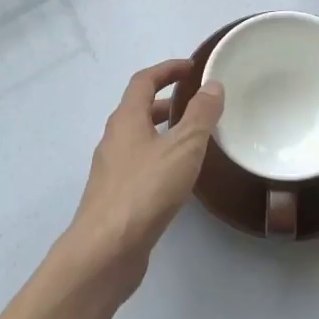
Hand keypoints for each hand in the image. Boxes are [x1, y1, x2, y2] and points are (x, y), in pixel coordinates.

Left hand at [66, 59, 222, 288]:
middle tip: (197, 103)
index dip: (168, 70)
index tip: (192, 68)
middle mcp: (114, 139)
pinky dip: (160, 157)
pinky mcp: (116, 196)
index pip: (144, 81)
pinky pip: (141, 164)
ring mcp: (112, 169)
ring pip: (140, 138)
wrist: (105, 250)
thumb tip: (213, 85)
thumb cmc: (145, 191)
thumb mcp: (182, 147)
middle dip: (167, 101)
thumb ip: (200, 115)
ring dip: (164, 130)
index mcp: (126, 119)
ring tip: (194, 138)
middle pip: (139, 109)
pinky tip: (179, 177)